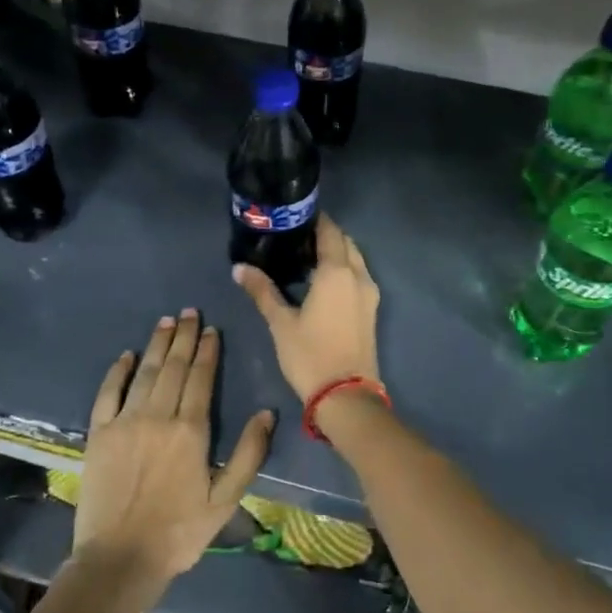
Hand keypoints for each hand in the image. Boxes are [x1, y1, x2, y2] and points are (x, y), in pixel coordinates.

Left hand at [73, 309, 274, 591]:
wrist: (119, 559)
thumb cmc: (179, 532)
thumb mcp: (226, 500)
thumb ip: (248, 454)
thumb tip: (266, 412)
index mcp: (191, 430)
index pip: (201, 378)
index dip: (207, 351)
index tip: (211, 329)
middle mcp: (158, 416)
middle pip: (173, 367)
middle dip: (184, 337)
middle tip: (189, 312)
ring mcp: (125, 422)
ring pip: (145, 373)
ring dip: (157, 345)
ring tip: (166, 321)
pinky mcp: (98, 434)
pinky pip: (108, 393)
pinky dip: (118, 371)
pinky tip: (127, 355)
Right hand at [232, 214, 380, 401]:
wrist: (346, 395)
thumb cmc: (310, 355)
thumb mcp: (280, 323)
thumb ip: (262, 291)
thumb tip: (239, 268)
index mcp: (337, 272)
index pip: (329, 231)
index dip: (315, 220)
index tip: (295, 217)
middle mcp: (358, 275)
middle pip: (346, 242)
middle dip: (326, 235)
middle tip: (297, 237)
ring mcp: (370, 293)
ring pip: (355, 260)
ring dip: (337, 253)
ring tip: (307, 258)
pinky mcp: (371, 310)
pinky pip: (359, 277)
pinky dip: (344, 270)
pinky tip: (322, 282)